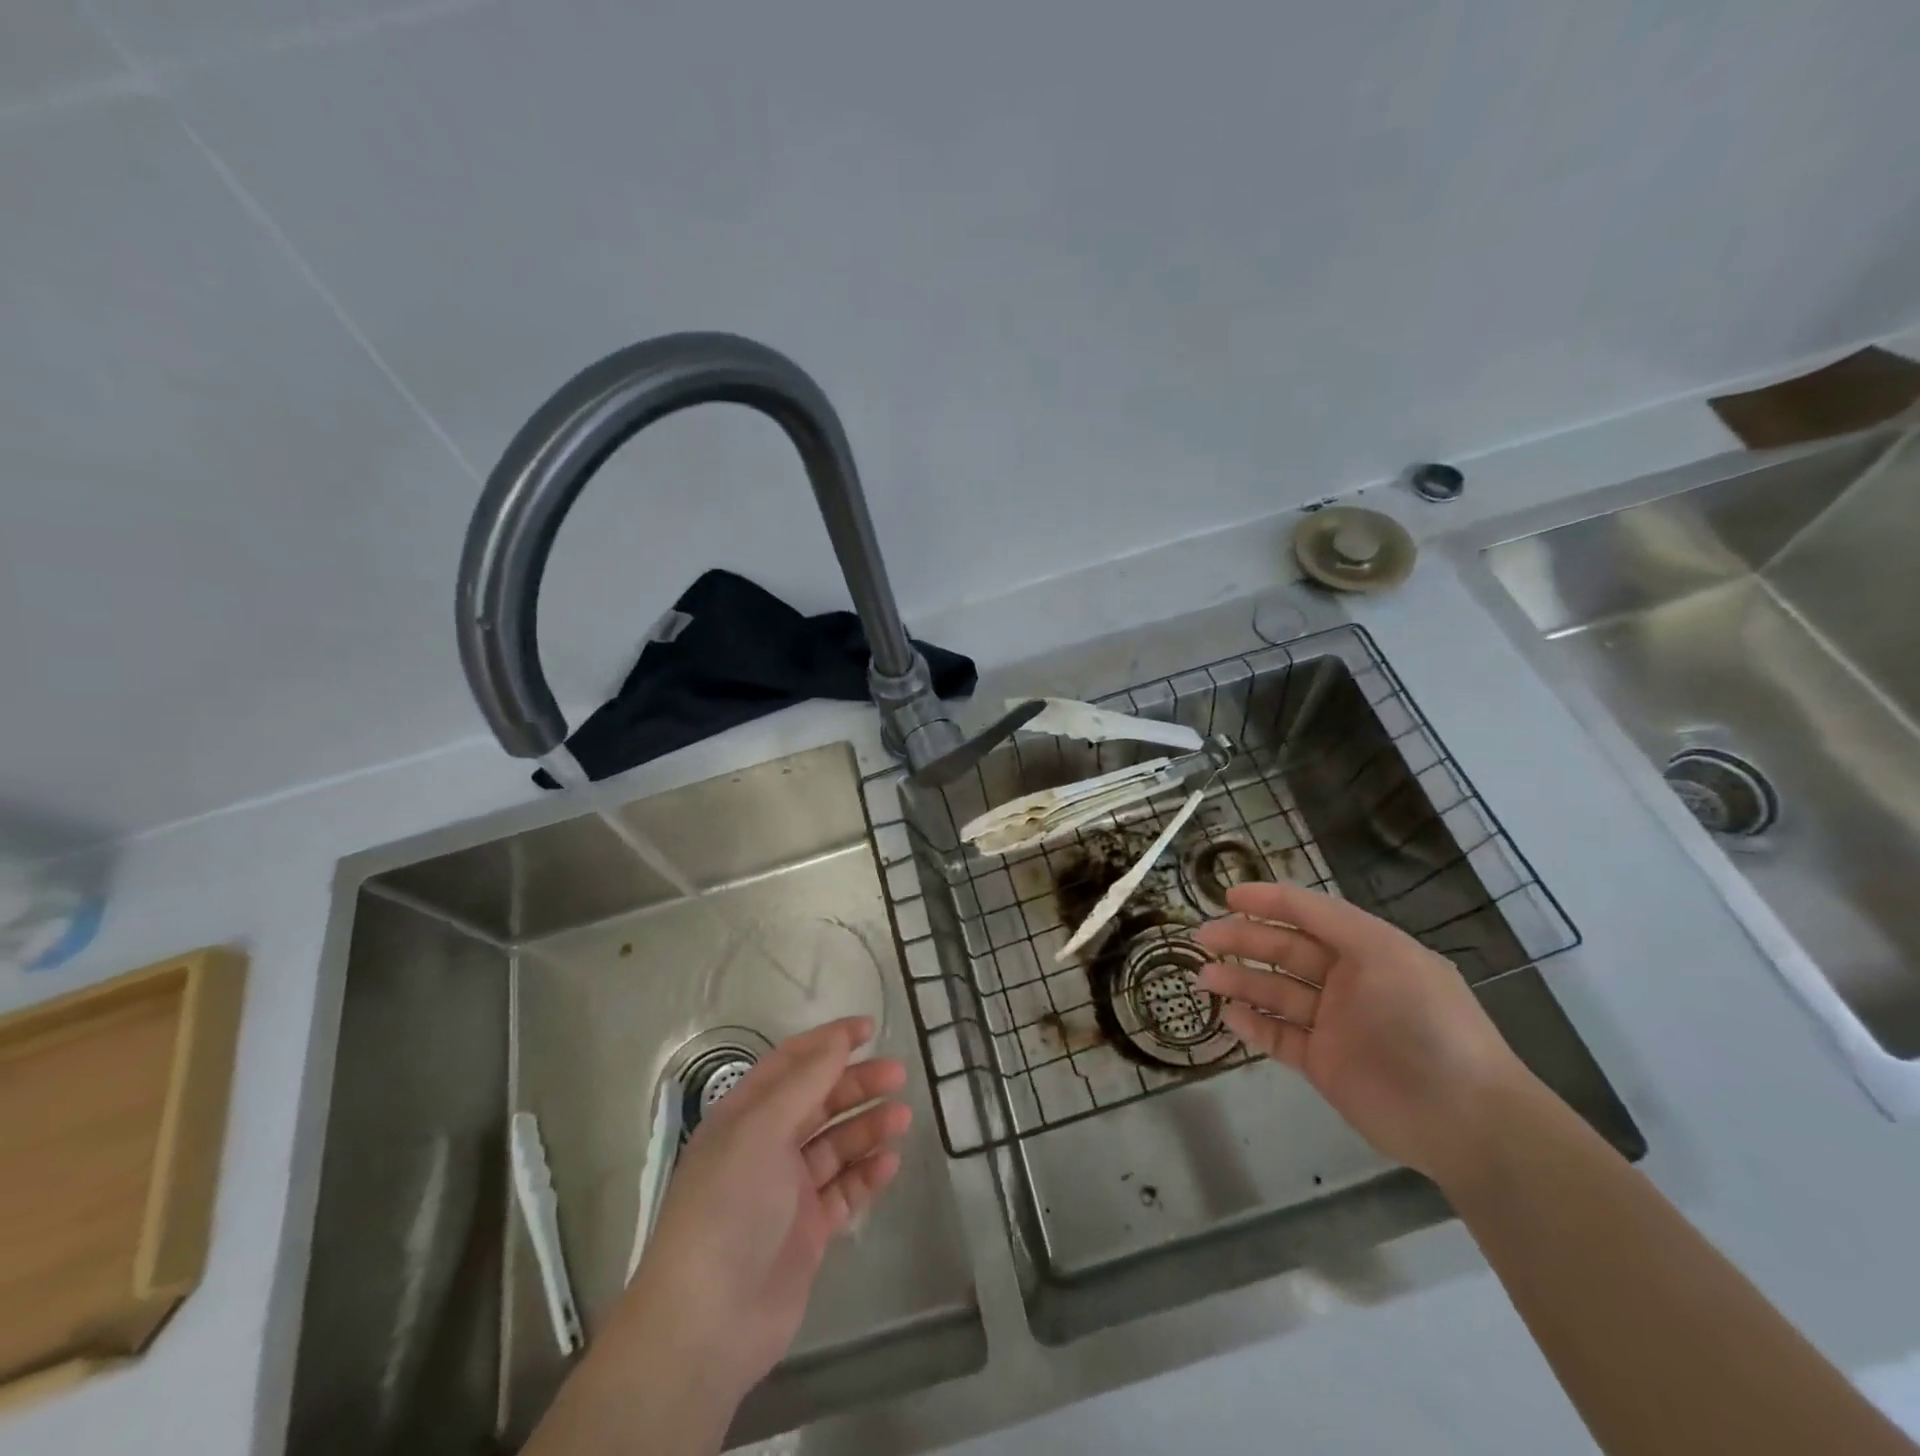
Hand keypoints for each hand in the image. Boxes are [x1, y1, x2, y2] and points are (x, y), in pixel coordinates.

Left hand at [528, 1017, 908, 1455]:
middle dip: (857, 1084)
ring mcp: (788, 1190)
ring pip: (836, 1144)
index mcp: (745, 1116)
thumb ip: (804, 1083)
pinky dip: (867, 1174)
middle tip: (898, 1075)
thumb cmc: (728, 1208)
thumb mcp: (761, 1131)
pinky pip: (845, 1190)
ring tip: (902, 1119)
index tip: (869, 1030)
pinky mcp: (808, 1230)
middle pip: (819, 1101)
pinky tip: (889, 1164)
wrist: (708, 1324)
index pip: (791, 1064)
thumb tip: (838, 1040)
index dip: (828, 1042)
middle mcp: (766, 1146)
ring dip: (868, 1127)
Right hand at [1195, 880, 1531, 1181]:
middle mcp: (1348, 982)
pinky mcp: (1324, 1064)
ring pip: (1276, 993)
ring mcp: (1335, 1024)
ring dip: (1240, 981)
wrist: (1465, 1118)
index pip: (1310, 916)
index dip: (1269, 902)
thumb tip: (1286, 901)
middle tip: (1203, 936)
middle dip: (1243, 940)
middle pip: (1285, 952)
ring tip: (1204, 976)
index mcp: (1368, 950)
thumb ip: (1333, 922)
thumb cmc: (1426, 1022)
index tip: (1227, 896)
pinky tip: (1230, 1015)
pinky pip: (1280, 1037)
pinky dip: (1254, 1024)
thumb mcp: (1386, 954)